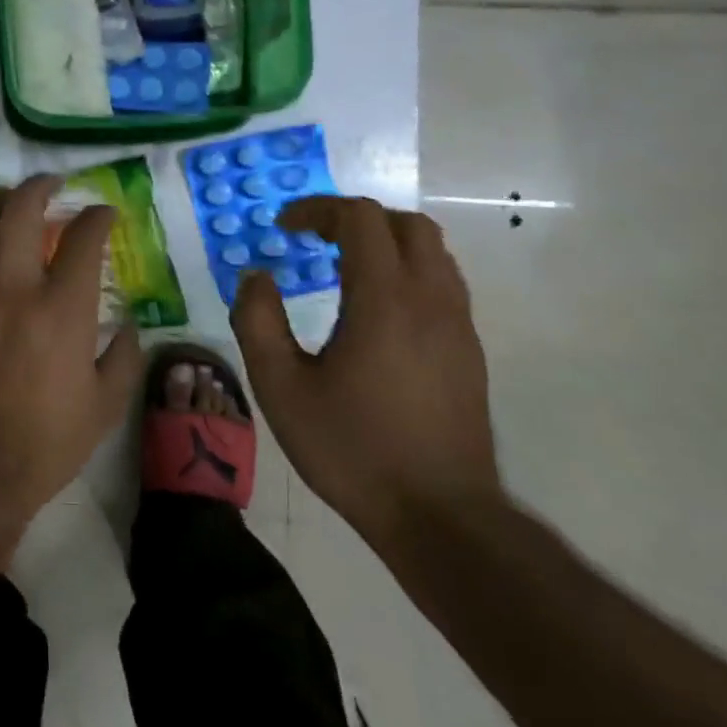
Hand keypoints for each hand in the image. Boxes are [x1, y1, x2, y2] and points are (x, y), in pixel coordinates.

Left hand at [0, 176, 144, 523]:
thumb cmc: (45, 442)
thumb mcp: (106, 406)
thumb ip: (124, 356)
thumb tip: (127, 322)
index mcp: (62, 308)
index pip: (83, 238)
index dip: (98, 216)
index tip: (104, 213)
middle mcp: (13, 286)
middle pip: (22, 209)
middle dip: (41, 186)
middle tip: (51, 185)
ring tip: (7, 203)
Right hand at [230, 196, 501, 553]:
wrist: (439, 516)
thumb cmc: (351, 448)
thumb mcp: (280, 386)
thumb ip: (257, 321)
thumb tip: (256, 277)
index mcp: (384, 300)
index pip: (360, 219)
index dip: (317, 210)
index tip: (283, 228)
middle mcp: (431, 300)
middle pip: (405, 224)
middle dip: (355, 219)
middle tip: (314, 239)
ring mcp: (458, 326)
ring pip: (433, 252)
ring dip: (385, 243)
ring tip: (342, 266)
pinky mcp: (469, 352)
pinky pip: (443, 284)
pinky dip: (406, 271)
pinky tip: (374, 310)